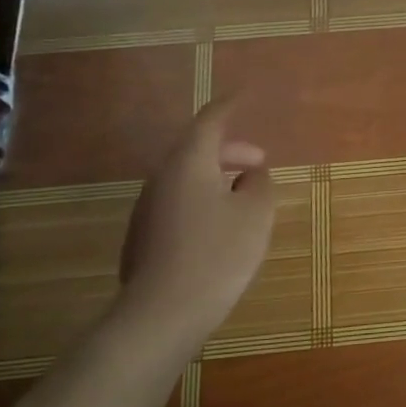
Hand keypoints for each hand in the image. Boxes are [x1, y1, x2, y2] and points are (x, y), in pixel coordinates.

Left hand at [111, 99, 276, 357]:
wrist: (163, 313)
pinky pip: (180, 202)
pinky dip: (205, 199)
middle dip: (230, 150)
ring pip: (187, 178)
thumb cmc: (218, 254)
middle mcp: (162, 179)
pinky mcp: (146, 236)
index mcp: (189, 164)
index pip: (210, 122)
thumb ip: (259, 185)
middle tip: (260, 162)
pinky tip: (223, 225)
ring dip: (217, 177)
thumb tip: (252, 174)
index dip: (231, 106)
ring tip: (246, 194)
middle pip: (196, 150)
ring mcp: (149, 209)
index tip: (247, 94)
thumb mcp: (256, 214)